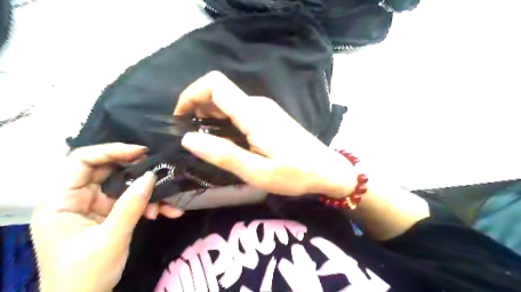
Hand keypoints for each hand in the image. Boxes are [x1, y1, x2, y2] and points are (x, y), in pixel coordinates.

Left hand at [29, 143, 182, 291]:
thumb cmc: (85, 274)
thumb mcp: (110, 239)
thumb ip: (131, 205)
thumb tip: (151, 176)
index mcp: (61, 201)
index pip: (81, 161)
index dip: (111, 151)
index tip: (141, 153)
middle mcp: (76, 198)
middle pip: (107, 170)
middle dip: (136, 172)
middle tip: (160, 172)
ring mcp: (94, 205)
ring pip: (124, 185)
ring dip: (147, 193)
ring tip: (164, 206)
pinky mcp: (109, 213)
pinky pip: (131, 200)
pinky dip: (149, 204)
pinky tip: (167, 212)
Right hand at [176, 71, 358, 197]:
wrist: (328, 170)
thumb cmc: (295, 174)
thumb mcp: (256, 172)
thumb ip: (223, 154)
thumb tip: (189, 138)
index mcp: (253, 114)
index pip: (215, 84)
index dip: (191, 94)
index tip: (180, 118)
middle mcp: (258, 104)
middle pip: (219, 92)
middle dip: (197, 108)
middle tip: (190, 137)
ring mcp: (265, 110)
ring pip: (229, 102)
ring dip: (210, 116)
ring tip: (203, 142)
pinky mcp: (269, 118)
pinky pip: (240, 111)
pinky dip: (224, 120)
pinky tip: (224, 141)